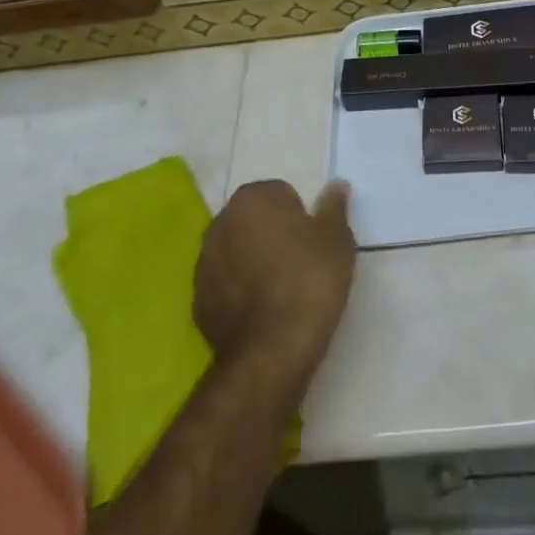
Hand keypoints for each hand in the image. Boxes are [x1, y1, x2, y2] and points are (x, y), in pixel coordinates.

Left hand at [195, 180, 355, 377]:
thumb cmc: (309, 280)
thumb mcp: (337, 239)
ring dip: (253, 261)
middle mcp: (220, 223)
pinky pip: (225, 285)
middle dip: (272, 234)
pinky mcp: (197, 301)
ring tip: (281, 290)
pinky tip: (262, 311)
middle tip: (300, 262)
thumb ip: (334, 207)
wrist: (273, 350)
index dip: (300, 216)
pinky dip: (239, 291)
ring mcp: (203, 263)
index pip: (280, 193)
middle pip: (254, 220)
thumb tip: (337, 185)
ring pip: (236, 251)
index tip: (313, 241)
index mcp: (252, 199)